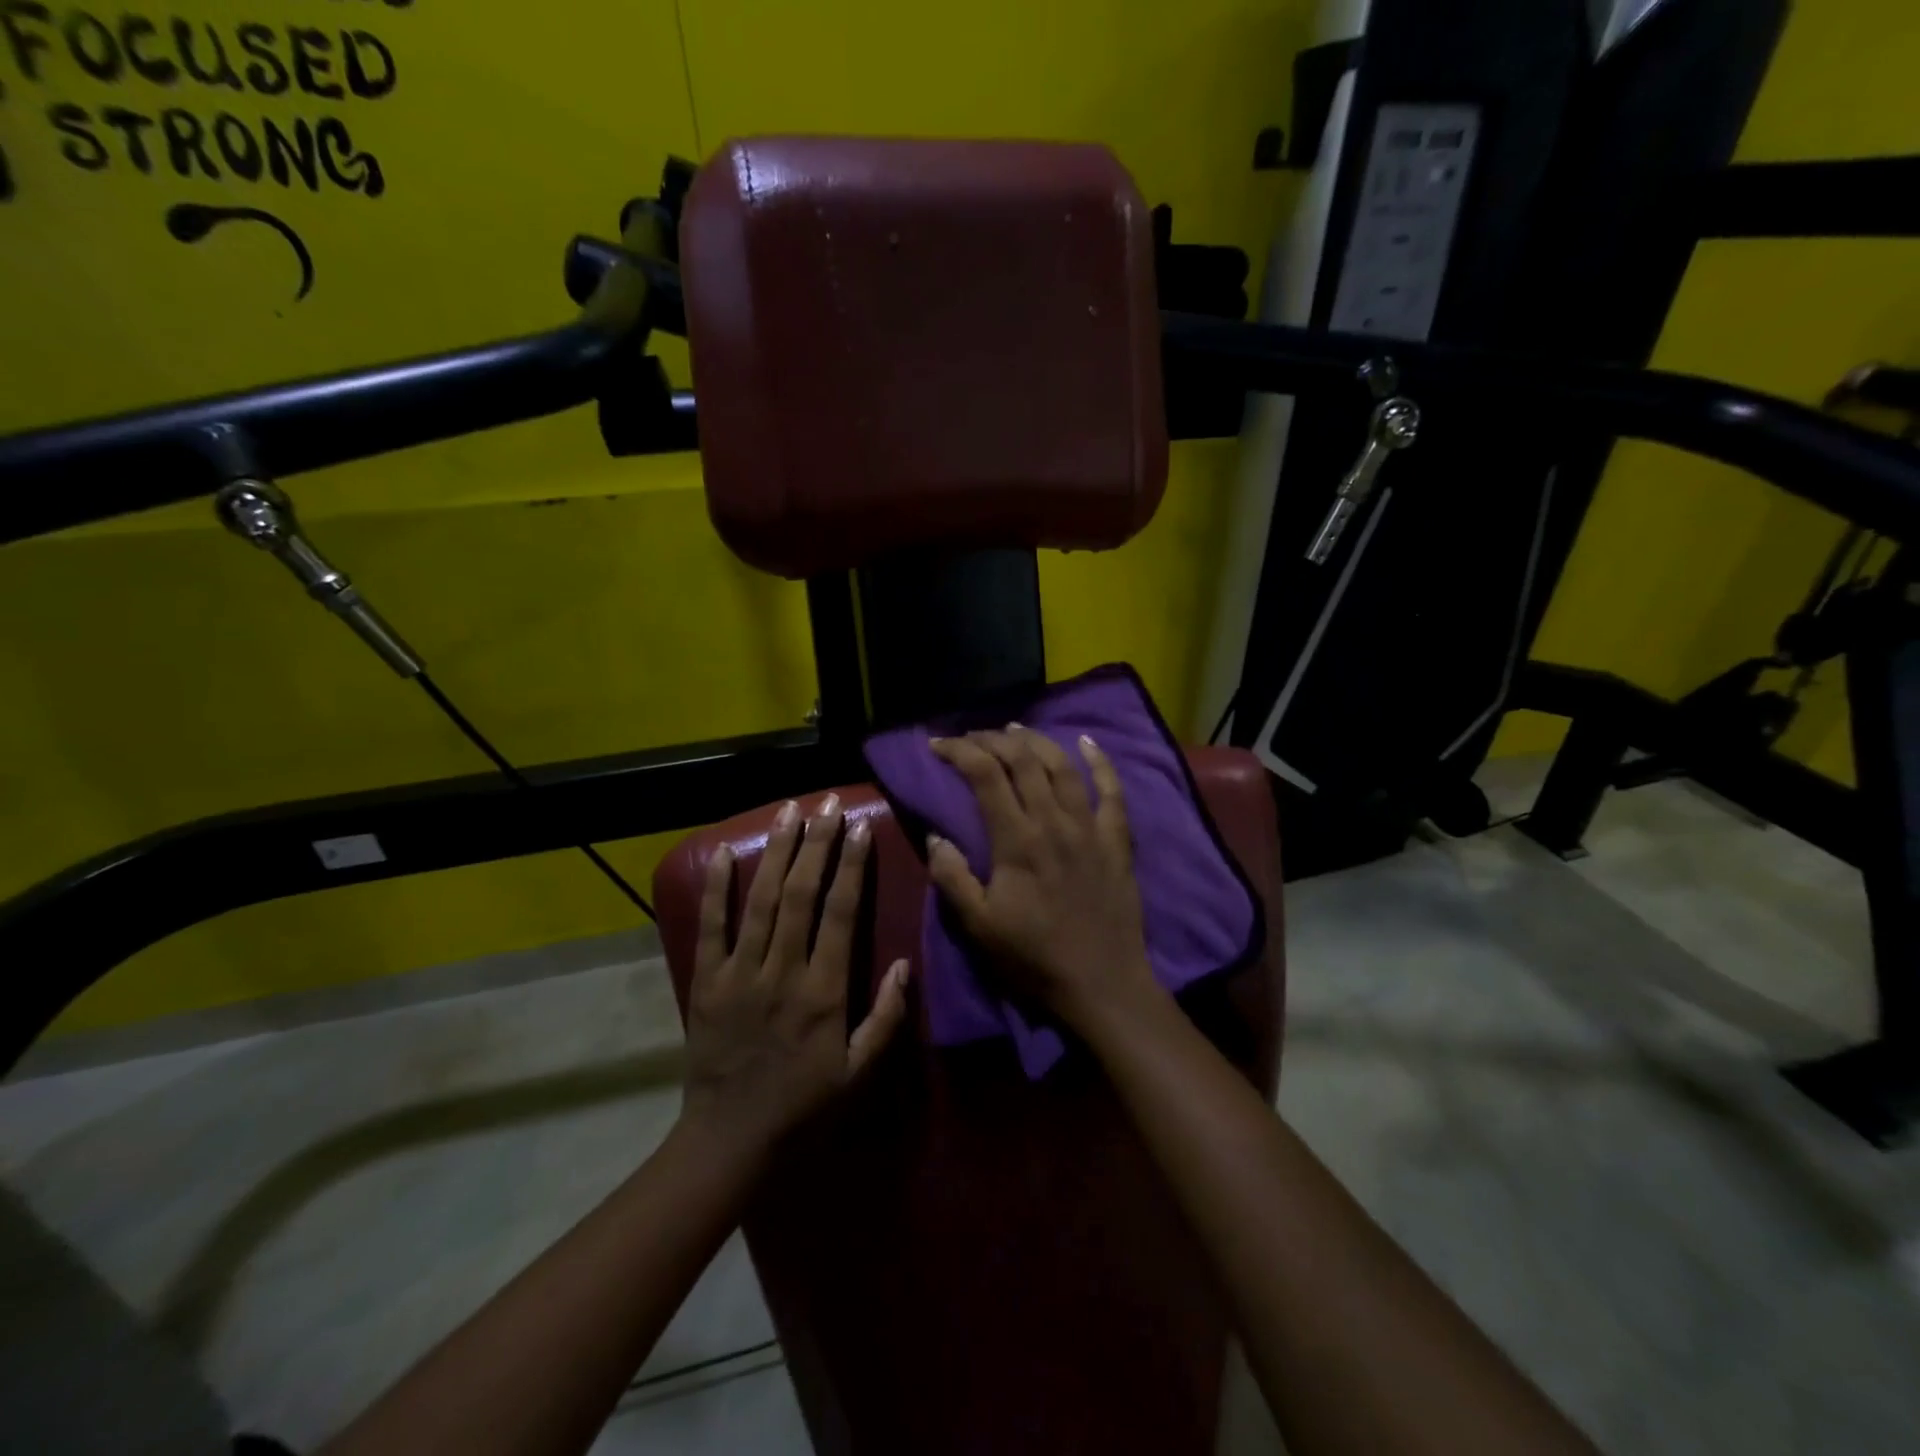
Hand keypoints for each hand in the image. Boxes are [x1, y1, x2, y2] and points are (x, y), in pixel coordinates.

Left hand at [681, 795, 910, 1155]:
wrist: (730, 1140)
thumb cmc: (804, 1105)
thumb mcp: (860, 1072)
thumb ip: (886, 1017)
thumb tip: (904, 963)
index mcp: (823, 991)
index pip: (840, 913)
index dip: (852, 866)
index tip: (860, 827)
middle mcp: (782, 972)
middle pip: (800, 894)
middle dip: (816, 843)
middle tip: (826, 803)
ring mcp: (740, 973)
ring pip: (760, 901)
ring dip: (776, 852)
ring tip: (788, 811)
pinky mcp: (707, 982)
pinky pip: (711, 927)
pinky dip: (717, 889)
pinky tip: (727, 853)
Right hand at [926, 727, 1159, 1032]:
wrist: (1102, 983)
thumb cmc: (1034, 957)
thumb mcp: (979, 926)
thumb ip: (952, 877)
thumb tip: (935, 834)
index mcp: (1017, 839)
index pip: (985, 775)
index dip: (959, 751)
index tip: (938, 745)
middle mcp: (1054, 821)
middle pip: (1023, 760)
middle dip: (993, 739)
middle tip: (971, 736)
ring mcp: (1090, 827)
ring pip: (1063, 766)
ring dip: (1036, 741)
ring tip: (1015, 729)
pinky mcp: (1117, 839)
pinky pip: (1112, 790)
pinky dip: (1100, 761)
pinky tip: (1086, 741)